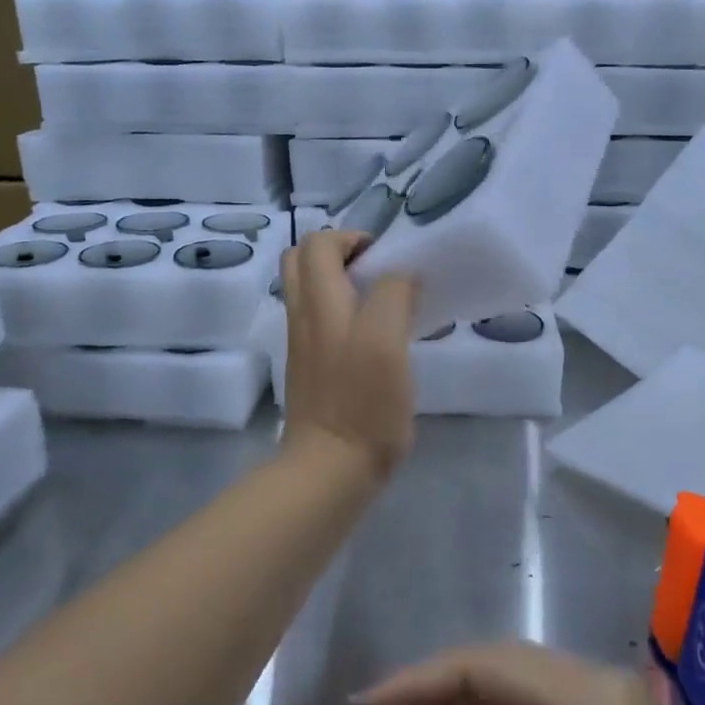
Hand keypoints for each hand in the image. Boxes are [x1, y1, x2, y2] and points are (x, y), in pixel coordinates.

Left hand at [280, 229, 418, 481]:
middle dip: (339, 253)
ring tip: (381, 302)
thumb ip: (393, 295)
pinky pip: (320, 320)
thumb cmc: (363, 402)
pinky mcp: (310, 367)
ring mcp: (303, 343)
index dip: (352, 237)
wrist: (329, 467)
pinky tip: (374, 336)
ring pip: (310, 291)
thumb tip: (401, 276)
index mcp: (319, 301)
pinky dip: (342, 311)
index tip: (387, 259)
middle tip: (377, 271)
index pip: (319, 242)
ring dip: (341, 281)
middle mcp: (303, 315)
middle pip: (303, 260)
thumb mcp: (388, 340)